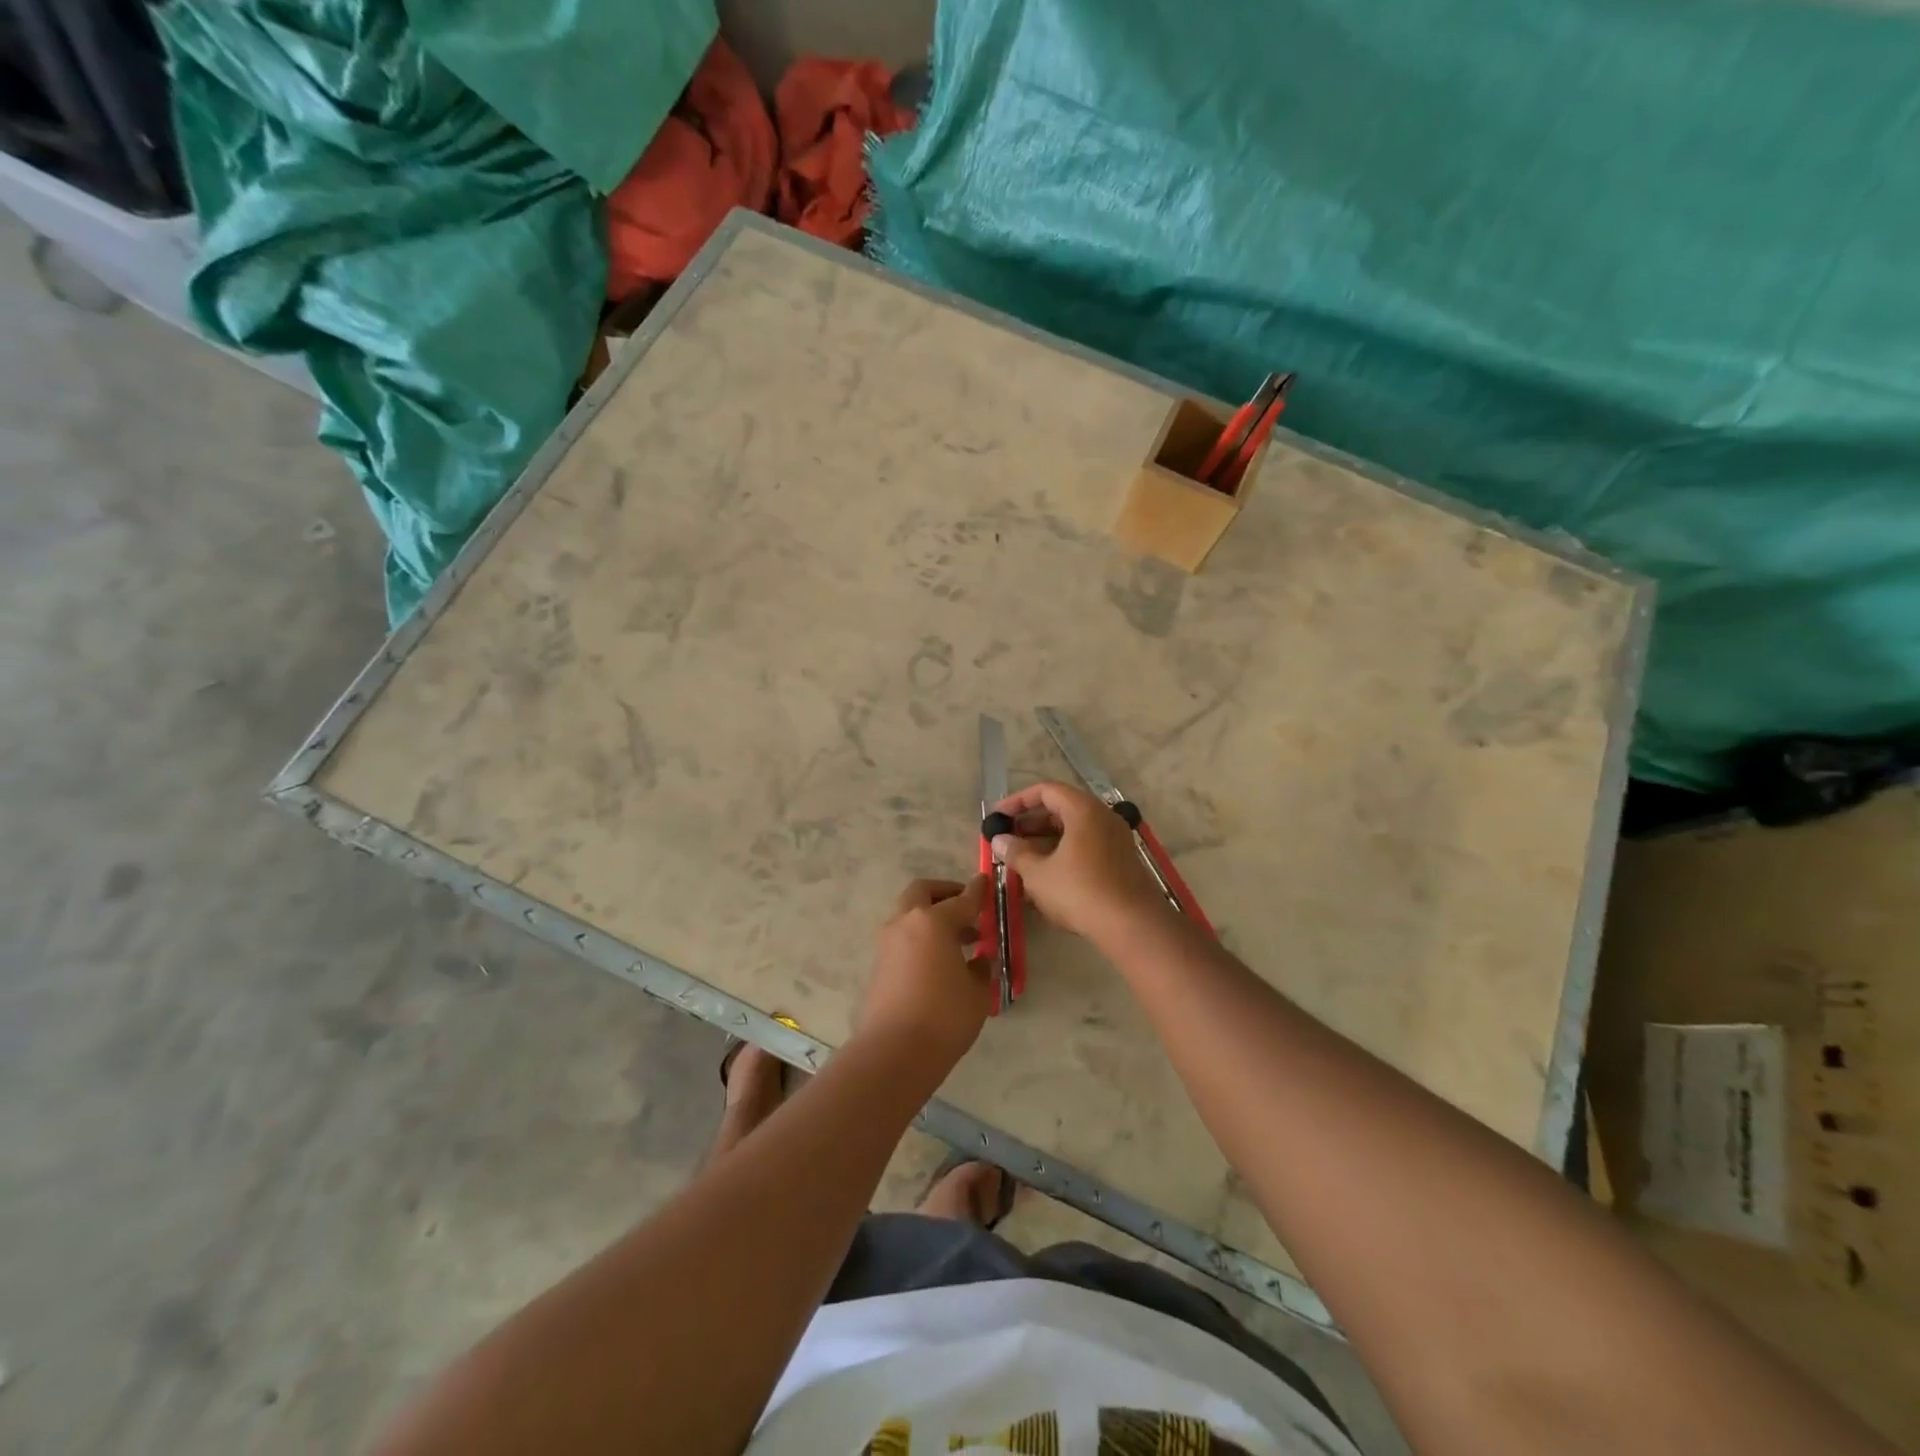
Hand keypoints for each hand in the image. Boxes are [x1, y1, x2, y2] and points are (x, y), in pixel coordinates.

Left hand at [857, 876, 992, 1066]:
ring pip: (909, 914)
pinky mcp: (879, 964)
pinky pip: (903, 937)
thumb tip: (979, 960)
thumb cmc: (944, 1016)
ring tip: (959, 939)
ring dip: (931, 917)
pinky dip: (921, 937)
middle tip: (966, 908)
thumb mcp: (977, 993)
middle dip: (945, 893)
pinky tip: (940, 960)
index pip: (962, 899)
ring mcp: (888, 943)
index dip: (978, 891)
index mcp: (933, 921)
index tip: (987, 882)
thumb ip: (980, 969)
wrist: (894, 1052)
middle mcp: (906, 922)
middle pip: (923, 892)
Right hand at [989, 781, 1167, 942]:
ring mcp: (1115, 840)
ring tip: (1020, 860)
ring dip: (1044, 842)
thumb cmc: (1080, 891)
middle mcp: (1103, 817)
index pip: (1046, 791)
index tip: (997, 817)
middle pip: (1061, 809)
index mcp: (1084, 810)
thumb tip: (999, 840)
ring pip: (1073, 831)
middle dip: (1030, 823)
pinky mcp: (1120, 862)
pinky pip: (1085, 848)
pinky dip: (1062, 855)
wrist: (1133, 926)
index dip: (1018, 801)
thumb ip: (1016, 852)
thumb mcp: (1039, 873)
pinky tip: (1044, 877)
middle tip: (1006, 840)